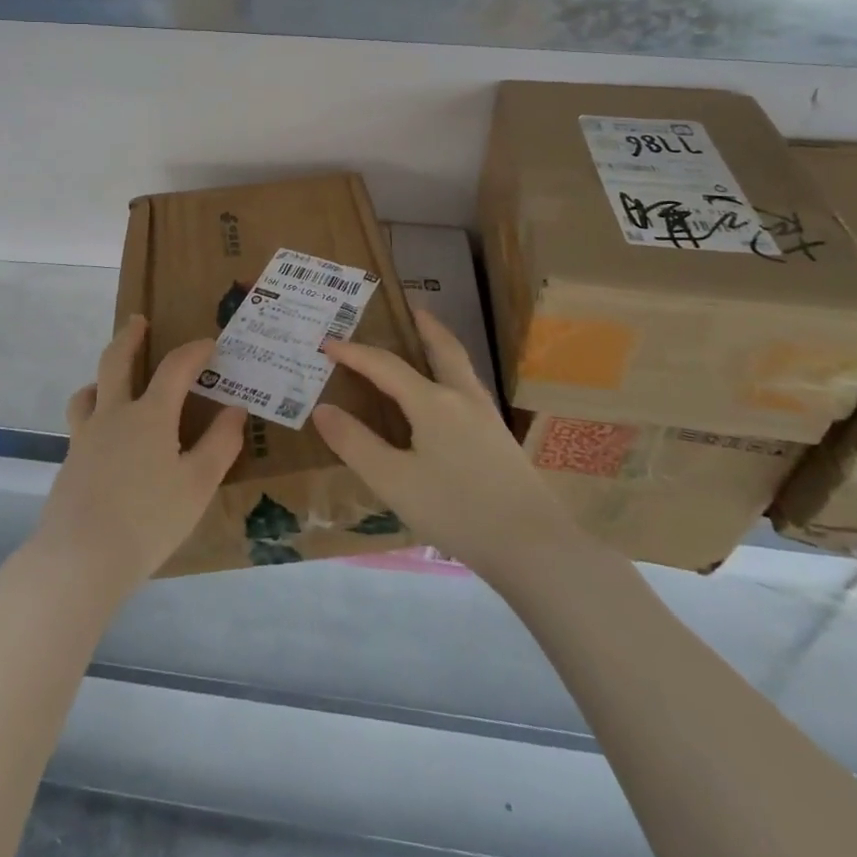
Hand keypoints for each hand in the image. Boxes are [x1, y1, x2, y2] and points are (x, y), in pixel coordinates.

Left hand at [33, 316, 246, 598]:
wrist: (80, 558)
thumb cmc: (148, 520)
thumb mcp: (197, 485)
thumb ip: (219, 445)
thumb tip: (235, 410)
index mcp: (150, 415)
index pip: (175, 368)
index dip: (194, 351)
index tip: (209, 344)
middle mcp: (114, 415)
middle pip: (116, 362)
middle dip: (129, 337)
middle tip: (138, 321)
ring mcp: (85, 437)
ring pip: (88, 392)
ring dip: (102, 377)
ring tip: (111, 381)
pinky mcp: (70, 462)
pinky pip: (81, 423)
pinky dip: (93, 413)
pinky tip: (104, 437)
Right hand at [314, 307, 580, 579]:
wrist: (534, 547)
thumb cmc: (457, 510)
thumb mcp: (394, 481)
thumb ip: (356, 444)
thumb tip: (323, 409)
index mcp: (432, 402)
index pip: (385, 365)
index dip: (354, 353)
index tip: (327, 343)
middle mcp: (462, 399)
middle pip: (443, 350)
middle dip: (425, 327)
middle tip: (412, 309)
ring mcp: (487, 418)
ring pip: (461, 368)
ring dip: (443, 347)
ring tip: (430, 341)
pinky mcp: (500, 441)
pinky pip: (469, 390)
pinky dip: (453, 374)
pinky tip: (450, 398)